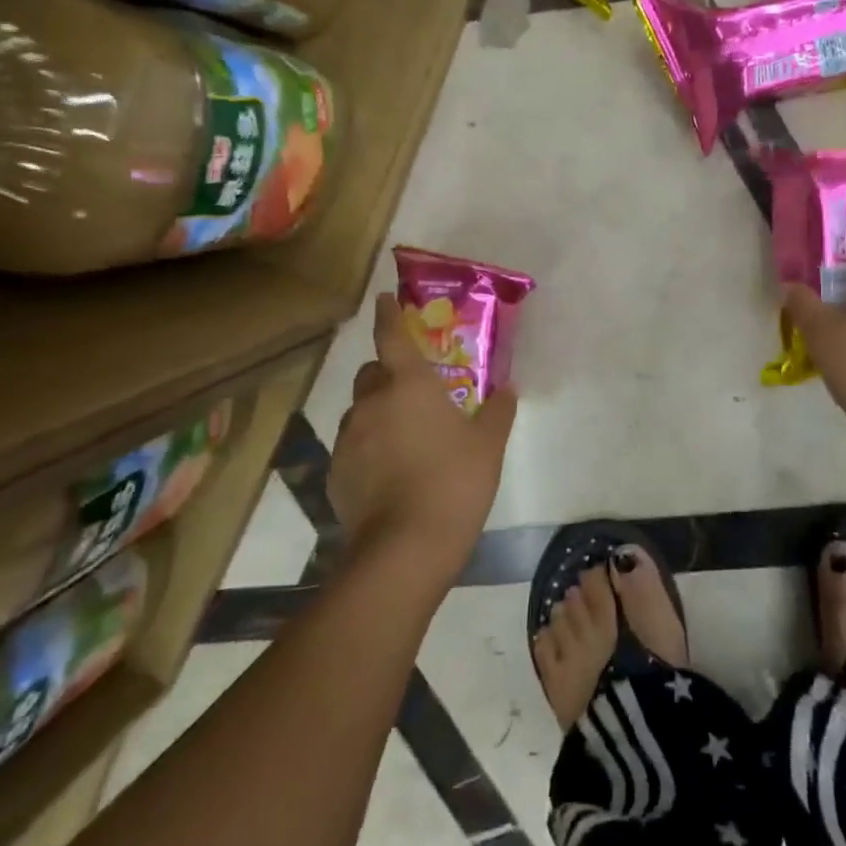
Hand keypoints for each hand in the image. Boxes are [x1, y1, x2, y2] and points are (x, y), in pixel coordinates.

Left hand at [328, 295, 517, 580]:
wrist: (405, 547)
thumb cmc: (455, 482)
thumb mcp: (488, 445)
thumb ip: (498, 411)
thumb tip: (509, 387)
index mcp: (409, 385)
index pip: (391, 335)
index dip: (387, 314)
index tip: (383, 298)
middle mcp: (372, 402)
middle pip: (372, 373)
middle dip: (388, 373)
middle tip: (413, 391)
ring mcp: (349, 438)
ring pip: (360, 410)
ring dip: (378, 412)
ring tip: (404, 438)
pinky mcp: (336, 471)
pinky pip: (353, 446)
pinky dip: (369, 447)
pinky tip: (390, 473)